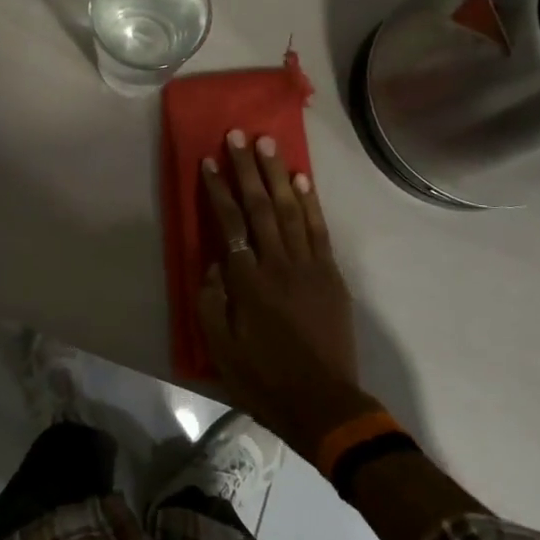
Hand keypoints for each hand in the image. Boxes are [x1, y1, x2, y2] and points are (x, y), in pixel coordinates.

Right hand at [198, 130, 376, 457]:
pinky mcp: (330, 275)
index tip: (209, 161)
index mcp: (247, 281)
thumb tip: (213, 262)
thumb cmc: (264, 378)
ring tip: (268, 144)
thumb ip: (210, 299)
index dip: (218, 189)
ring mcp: (309, 266)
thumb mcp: (220, 347)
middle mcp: (278, 264)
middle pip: (260, 206)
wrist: (324, 404)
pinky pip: (319, 230)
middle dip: (247, 168)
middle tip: (238, 135)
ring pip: (290, 210)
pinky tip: (301, 180)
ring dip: (277, 174)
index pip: (229, 223)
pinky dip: (309, 203)